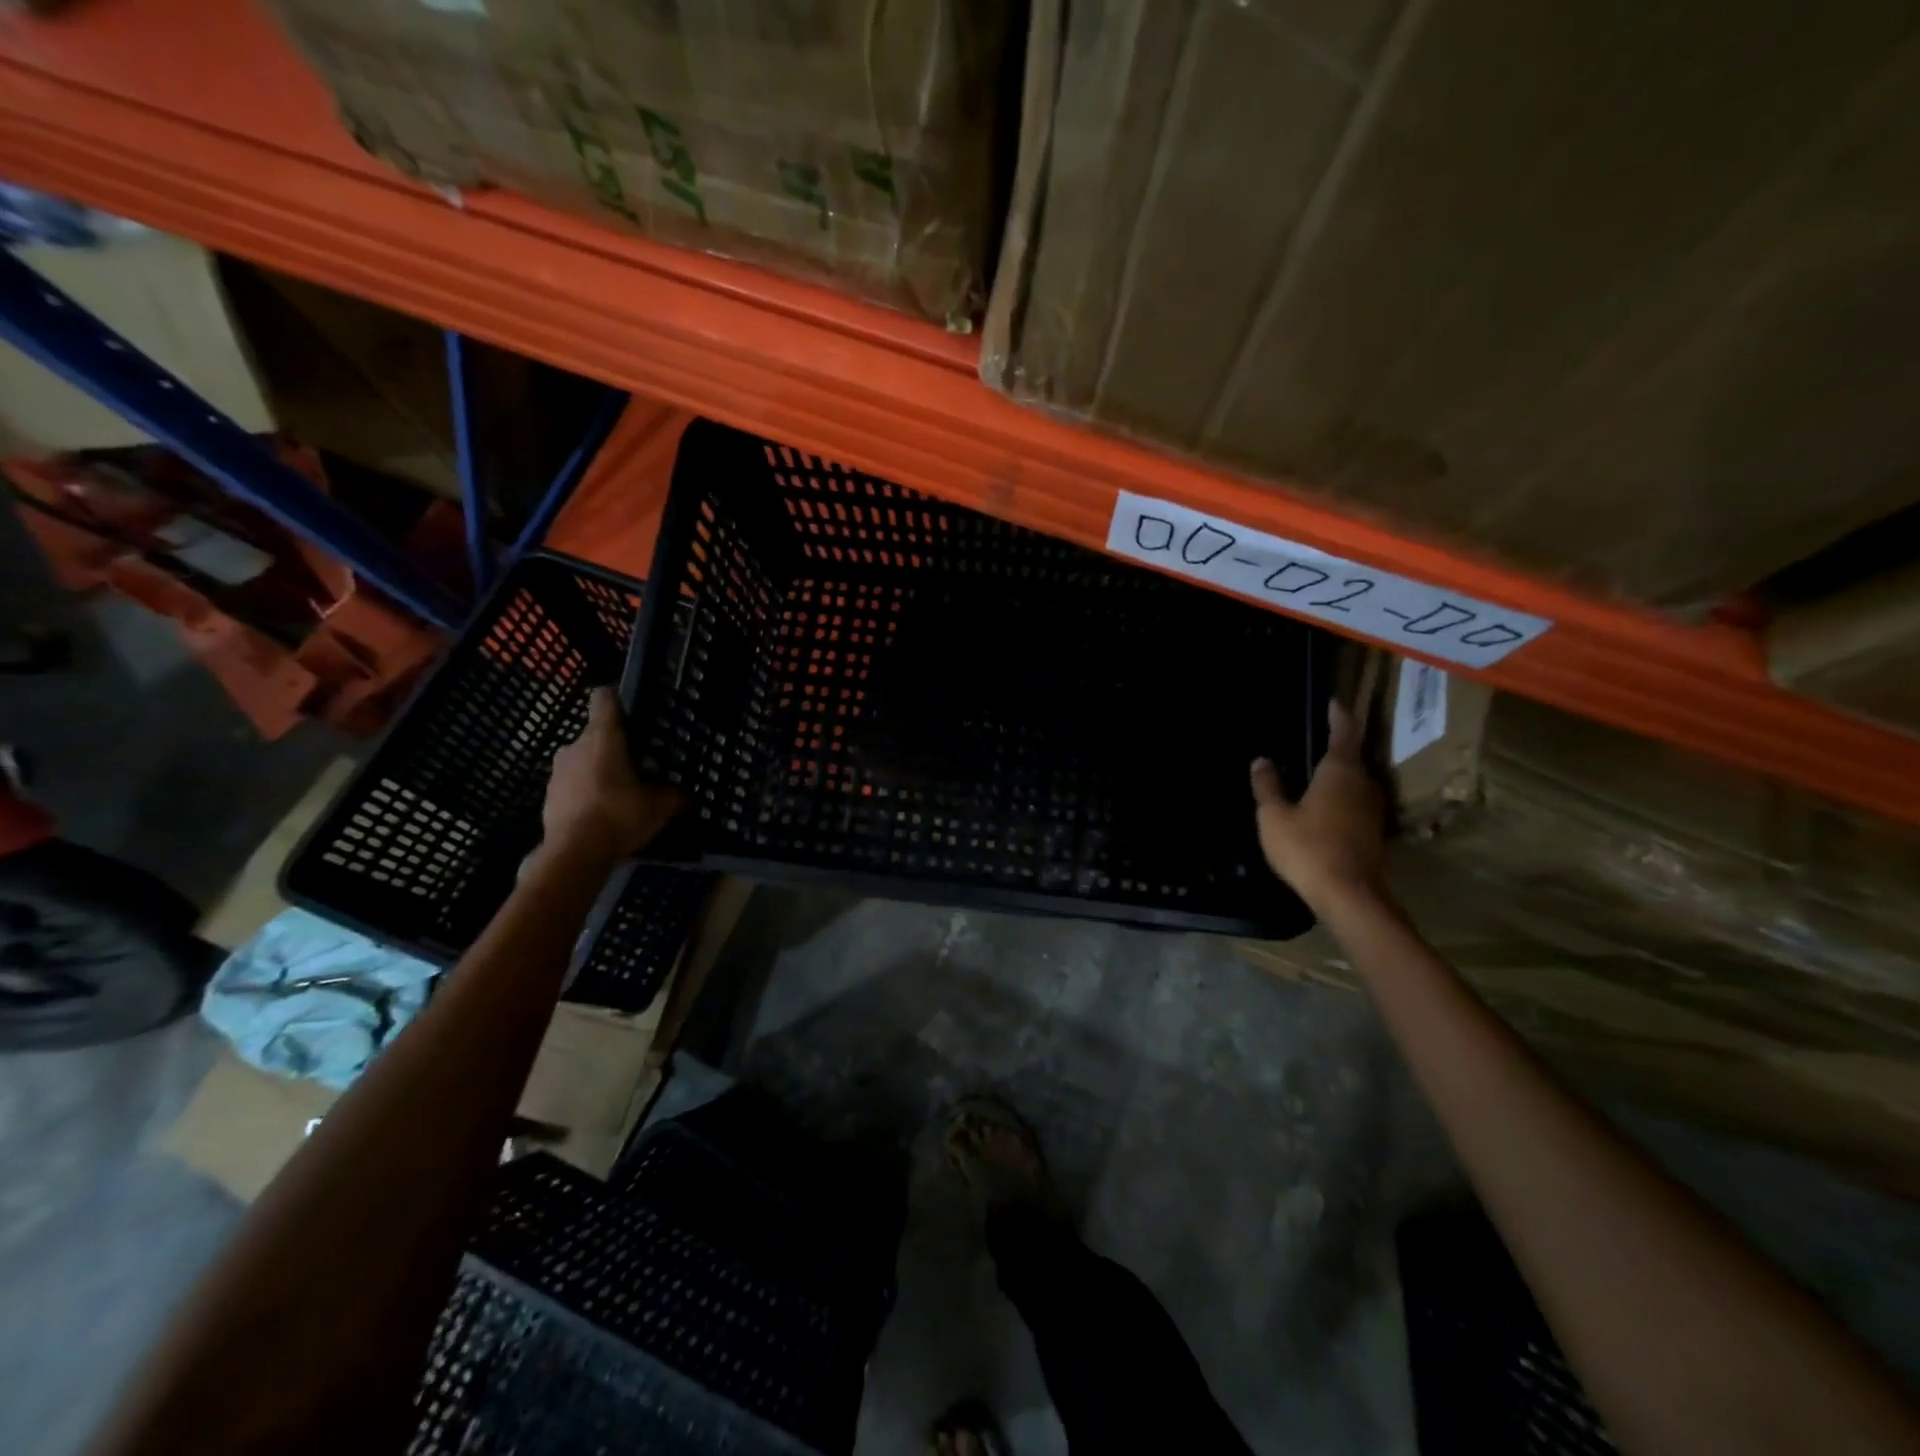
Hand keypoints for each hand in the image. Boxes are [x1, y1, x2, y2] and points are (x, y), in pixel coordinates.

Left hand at [542, 688, 682, 861]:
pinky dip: (586, 794)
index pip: (604, 700)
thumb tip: (687, 795)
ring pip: (582, 762)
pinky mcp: (548, 798)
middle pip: (595, 735)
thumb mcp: (660, 806)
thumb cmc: (620, 814)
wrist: (574, 853)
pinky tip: (603, 814)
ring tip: (620, 794)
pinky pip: (573, 787)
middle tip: (637, 765)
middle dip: (613, 747)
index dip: (617, 699)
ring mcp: (557, 773)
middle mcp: (575, 747)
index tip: (630, 710)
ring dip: (598, 772)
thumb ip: (674, 795)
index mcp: (603, 738)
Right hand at [1250, 700, 1386, 911]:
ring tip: (1315, 771)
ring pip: (1355, 781)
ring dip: (1338, 773)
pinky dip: (1340, 795)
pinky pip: (1355, 801)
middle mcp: (1363, 783)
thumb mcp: (1274, 816)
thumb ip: (1268, 786)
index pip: (1344, 732)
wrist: (1349, 894)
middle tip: (1315, 737)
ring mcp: (1372, 808)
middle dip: (1336, 745)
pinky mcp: (1373, 830)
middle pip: (1352, 756)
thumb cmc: (1308, 848)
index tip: (1332, 702)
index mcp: (1340, 771)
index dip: (1338, 715)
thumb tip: (1261, 761)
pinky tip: (1323, 804)